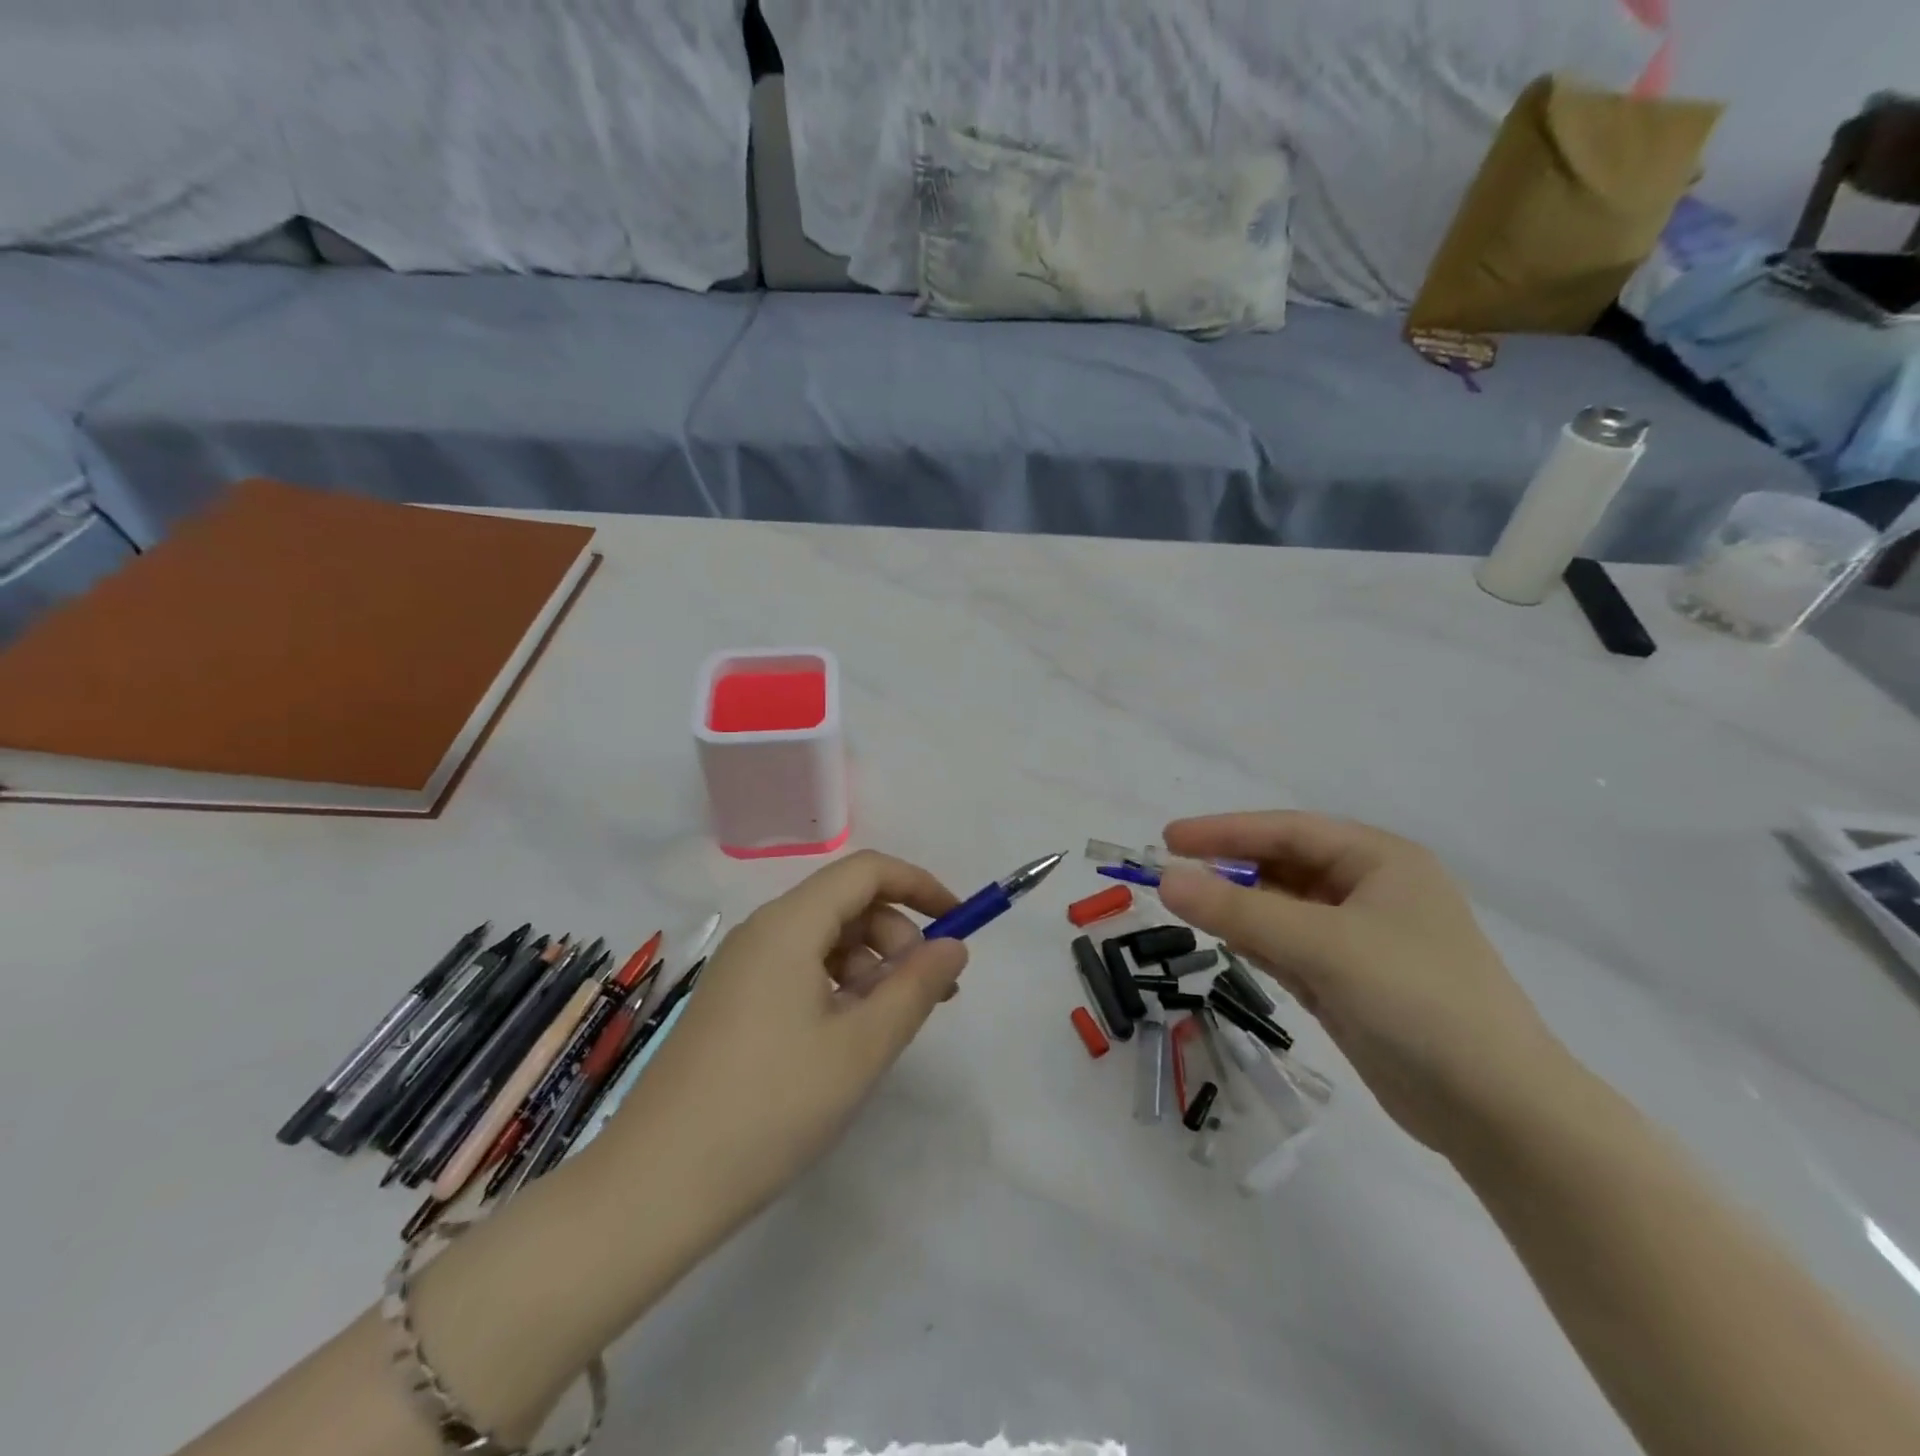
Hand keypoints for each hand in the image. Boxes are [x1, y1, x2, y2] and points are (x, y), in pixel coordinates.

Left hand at [598, 851, 967, 1229]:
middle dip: (898, 936)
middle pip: (846, 903)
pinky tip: (847, 1039)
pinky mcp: (730, 1003)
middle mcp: (761, 932)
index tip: (960, 923)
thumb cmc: (770, 1106)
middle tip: (929, 995)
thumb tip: (953, 945)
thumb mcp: (861, 1046)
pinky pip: (798, 971)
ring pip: (824, 940)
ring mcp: (741, 968)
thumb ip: (916, 987)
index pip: (867, 871)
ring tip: (889, 1026)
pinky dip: (837, 988)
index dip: (920, 886)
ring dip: (870, 967)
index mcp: (789, 925)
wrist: (653, 1187)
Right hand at [1157, 812, 1572, 1159]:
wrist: (1498, 1113)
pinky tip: (1228, 944)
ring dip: (1240, 909)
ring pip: (1283, 910)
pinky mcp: (1352, 982)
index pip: (1288, 832)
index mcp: (1381, 861)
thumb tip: (1166, 880)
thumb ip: (1240, 912)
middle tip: (1171, 876)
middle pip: (1284, 868)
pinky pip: (1291, 948)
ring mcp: (1363, 940)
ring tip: (1188, 908)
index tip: (1169, 838)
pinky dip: (1258, 944)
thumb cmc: (1417, 1002)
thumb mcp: (1323, 946)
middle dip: (1230, 871)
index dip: (1225, 831)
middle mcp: (1372, 891)